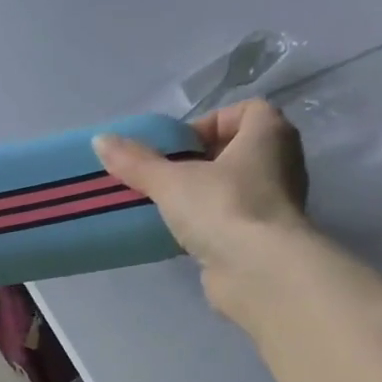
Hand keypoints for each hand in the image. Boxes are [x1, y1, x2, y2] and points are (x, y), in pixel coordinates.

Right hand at [93, 99, 310, 314]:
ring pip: (234, 187)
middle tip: (166, 178)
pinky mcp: (263, 237)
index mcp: (270, 134)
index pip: (246, 111)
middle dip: (200, 161)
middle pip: (237, 150)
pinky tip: (182, 236)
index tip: (179, 148)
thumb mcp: (171, 181)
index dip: (210, 123)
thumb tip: (100, 140)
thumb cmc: (222, 207)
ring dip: (203, 195)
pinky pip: (232, 219)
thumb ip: (136, 162)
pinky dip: (209, 224)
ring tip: (169, 208)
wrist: (258, 270)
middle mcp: (281, 163)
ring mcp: (275, 203)